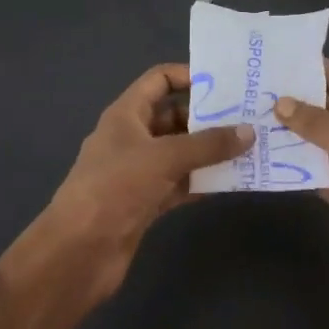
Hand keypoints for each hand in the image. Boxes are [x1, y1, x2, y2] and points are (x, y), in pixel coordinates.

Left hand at [37, 64, 251, 304]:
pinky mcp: (146, 202)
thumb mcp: (164, 158)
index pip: (159, 80)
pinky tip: (232, 181)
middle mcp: (133, 137)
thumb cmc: (116, 188)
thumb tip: (249, 132)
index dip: (189, 76)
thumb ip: (208, 145)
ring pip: (181, 152)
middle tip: (248, 118)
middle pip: (175, 116)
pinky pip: (180, 183)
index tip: (226, 84)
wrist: (79, 252)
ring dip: (210, 152)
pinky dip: (202, 181)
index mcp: (126, 114)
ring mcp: (139, 171)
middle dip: (208, 118)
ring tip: (249, 148)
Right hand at [274, 60, 328, 328]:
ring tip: (253, 114)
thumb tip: (280, 103)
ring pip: (319, 141)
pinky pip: (314, 170)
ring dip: (292, 131)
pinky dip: (294, 163)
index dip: (324, 71)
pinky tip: (264, 153)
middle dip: (301, 100)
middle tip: (259, 86)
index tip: (287, 61)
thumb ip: (322, 126)